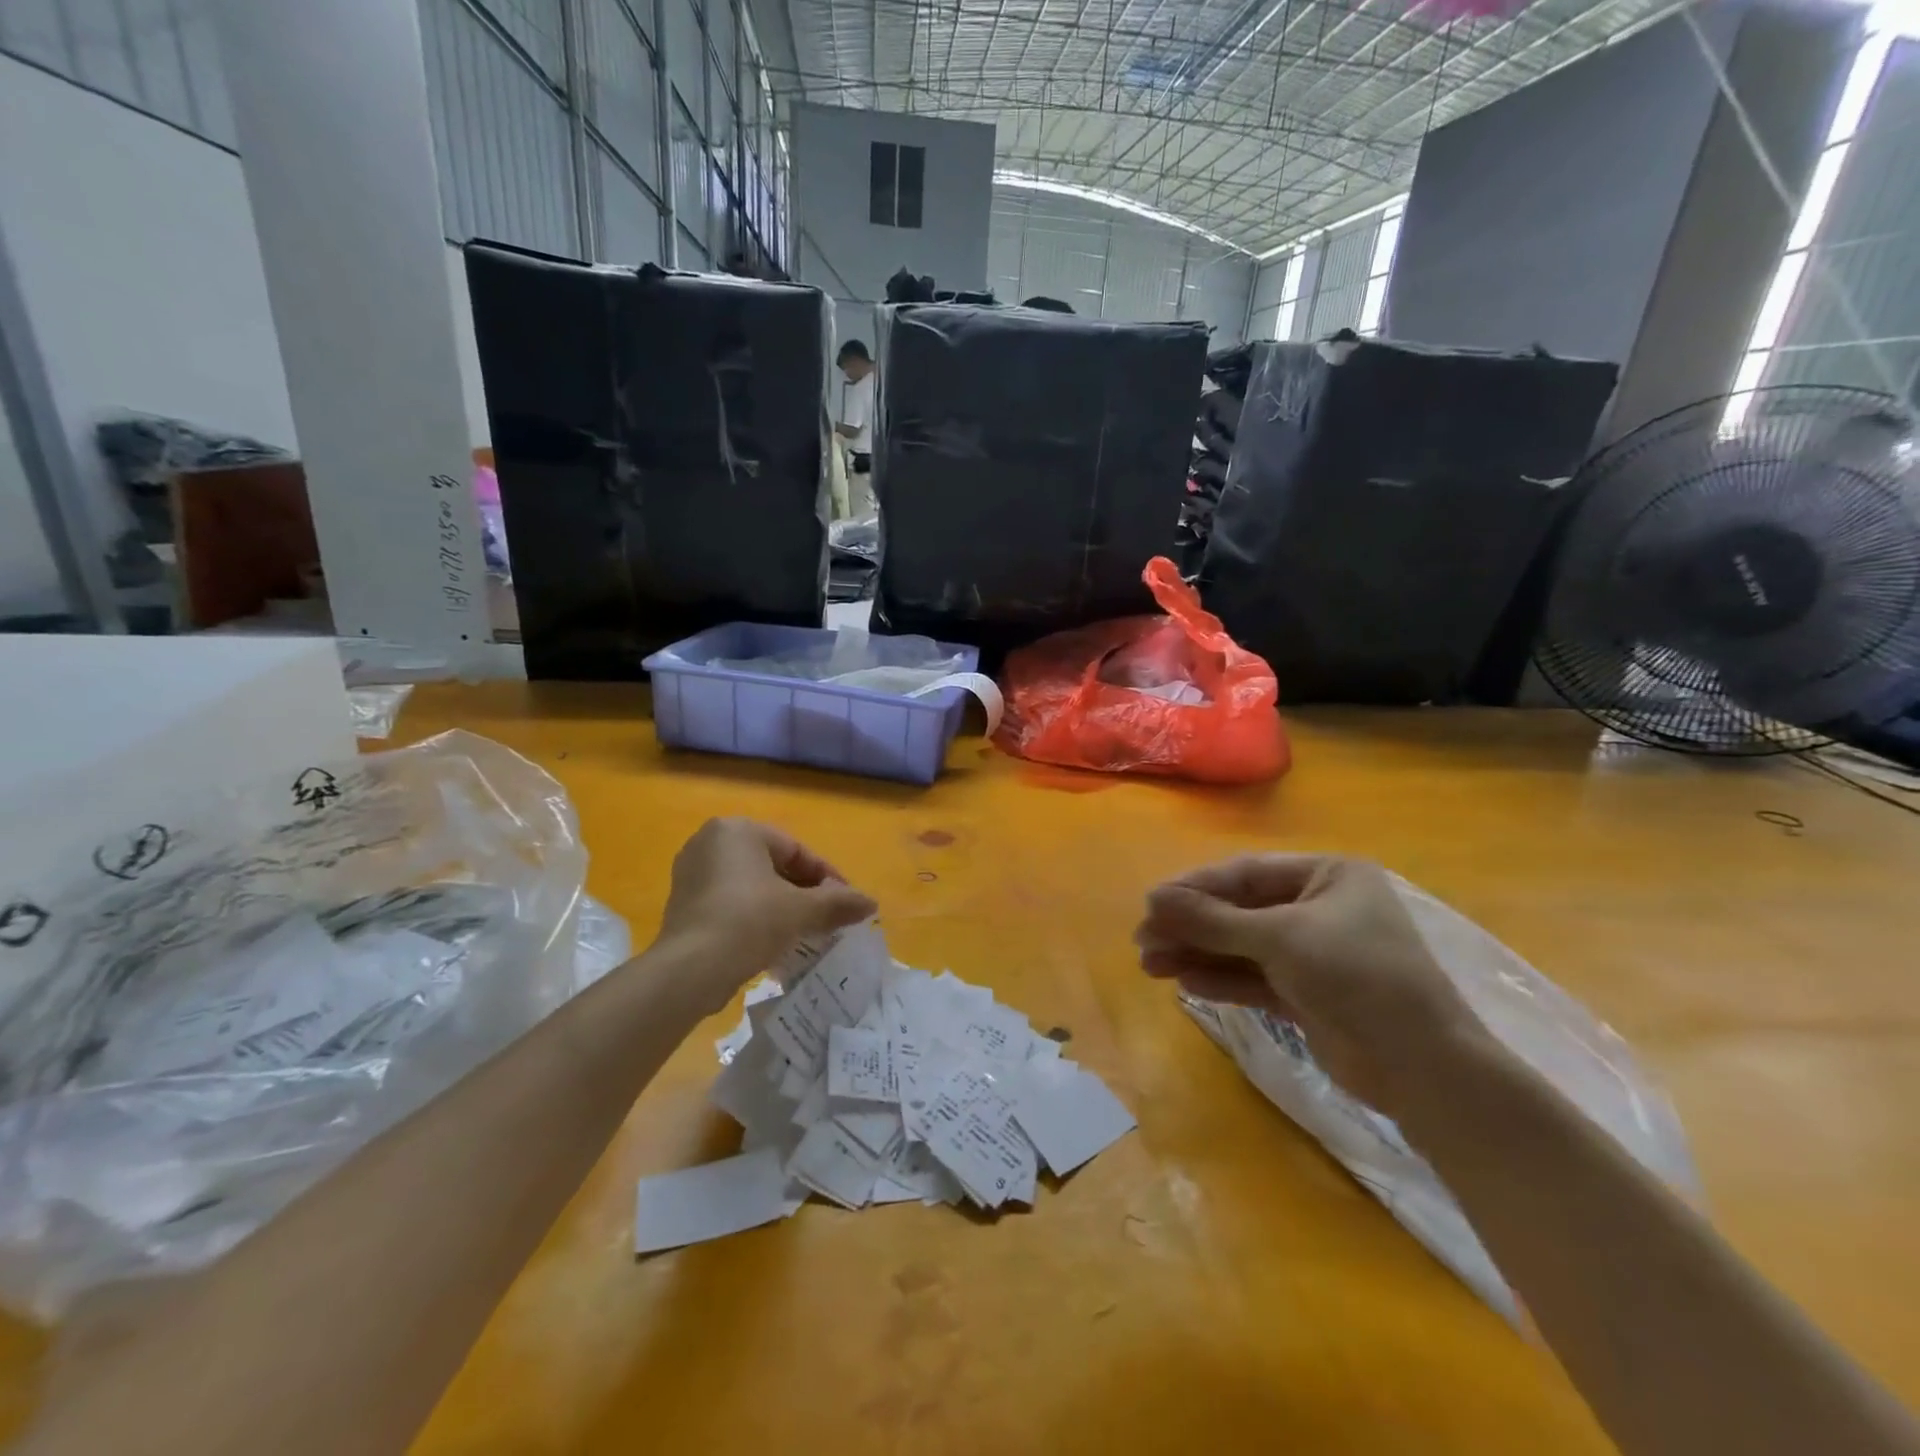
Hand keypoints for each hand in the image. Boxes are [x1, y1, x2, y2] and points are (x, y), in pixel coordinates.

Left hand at [655, 818, 876, 1009]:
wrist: (690, 969)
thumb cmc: (749, 922)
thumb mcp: (802, 910)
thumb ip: (839, 902)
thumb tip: (871, 903)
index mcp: (738, 829)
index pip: (796, 850)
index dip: (826, 878)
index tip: (846, 902)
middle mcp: (710, 841)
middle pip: (773, 865)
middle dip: (802, 891)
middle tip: (826, 918)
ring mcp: (691, 872)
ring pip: (751, 885)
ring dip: (780, 905)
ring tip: (803, 931)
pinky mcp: (682, 902)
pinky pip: (729, 901)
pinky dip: (753, 915)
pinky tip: (771, 941)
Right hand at [1134, 855, 1484, 1116]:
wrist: (1424, 1068)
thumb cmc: (1357, 976)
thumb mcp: (1280, 938)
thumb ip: (1213, 920)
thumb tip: (1152, 899)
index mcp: (1326, 876)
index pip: (1245, 874)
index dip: (1194, 888)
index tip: (1150, 904)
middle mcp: (1319, 908)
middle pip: (1239, 911)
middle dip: (1191, 926)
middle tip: (1143, 940)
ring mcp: (1314, 954)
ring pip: (1241, 947)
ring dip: (1198, 954)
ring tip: (1150, 964)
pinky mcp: (1308, 995)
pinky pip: (1254, 978)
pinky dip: (1220, 979)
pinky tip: (1184, 982)